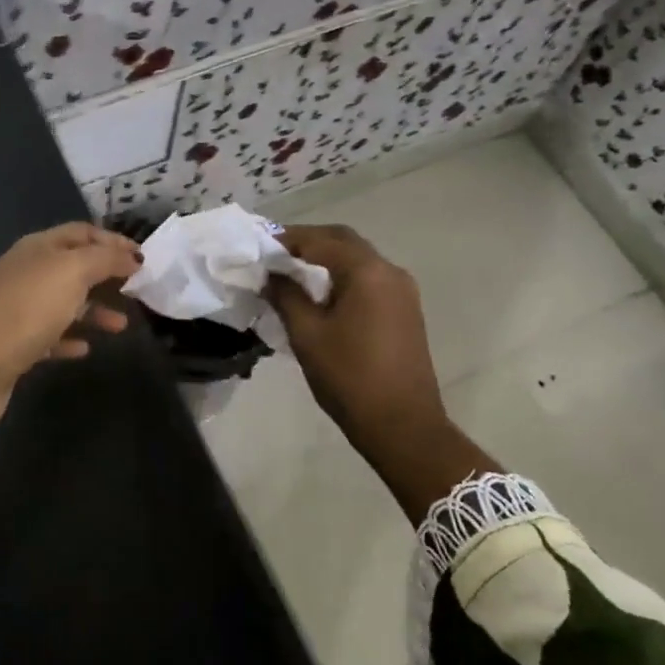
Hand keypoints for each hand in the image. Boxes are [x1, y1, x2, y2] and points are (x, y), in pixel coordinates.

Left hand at [0, 223, 139, 432]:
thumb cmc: (25, 309)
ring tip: (122, 325)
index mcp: (38, 249)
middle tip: (138, 289)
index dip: (113, 241)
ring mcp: (21, 310)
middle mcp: (28, 274)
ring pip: (66, 304)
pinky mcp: (17, 345)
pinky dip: (71, 338)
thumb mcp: (71, 272)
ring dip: (95, 311)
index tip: (144, 258)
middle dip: (106, 275)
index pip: (82, 233)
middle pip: (74, 268)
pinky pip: (52, 336)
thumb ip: (105, 259)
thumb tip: (132, 256)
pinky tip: (86, 348)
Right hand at [268, 224, 497, 520]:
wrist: (403, 425)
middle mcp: (390, 271)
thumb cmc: (349, 378)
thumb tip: (271, 275)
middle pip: (344, 242)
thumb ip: (286, 296)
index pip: (321, 240)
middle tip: (275, 253)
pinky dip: (342, 276)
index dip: (288, 239)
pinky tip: (321, 295)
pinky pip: (369, 279)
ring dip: (327, 259)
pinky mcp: (405, 310)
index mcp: (367, 272)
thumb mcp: (307, 335)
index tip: (260, 245)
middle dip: (309, 242)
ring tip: (293, 273)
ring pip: (358, 260)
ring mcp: (402, 291)